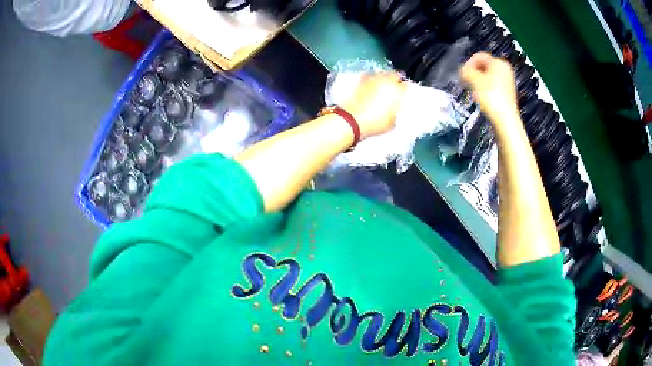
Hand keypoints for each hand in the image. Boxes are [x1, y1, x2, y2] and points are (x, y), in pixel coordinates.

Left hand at [342, 73, 406, 138]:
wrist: (351, 120)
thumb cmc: (374, 123)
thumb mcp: (391, 122)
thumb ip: (395, 112)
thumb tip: (394, 109)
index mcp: (397, 90)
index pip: (406, 85)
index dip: (404, 90)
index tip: (403, 95)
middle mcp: (385, 80)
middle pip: (394, 75)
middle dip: (394, 80)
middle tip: (393, 88)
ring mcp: (371, 78)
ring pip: (381, 74)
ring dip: (382, 79)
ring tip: (381, 87)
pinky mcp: (359, 80)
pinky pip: (368, 77)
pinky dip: (370, 81)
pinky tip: (369, 88)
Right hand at [460, 53, 520, 130]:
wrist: (504, 119)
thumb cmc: (491, 96)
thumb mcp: (474, 80)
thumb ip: (466, 71)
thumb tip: (463, 71)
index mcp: (498, 63)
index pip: (479, 56)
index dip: (468, 63)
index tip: (462, 74)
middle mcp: (505, 69)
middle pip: (483, 66)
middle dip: (473, 73)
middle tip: (466, 82)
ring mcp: (507, 81)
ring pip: (487, 76)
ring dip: (478, 81)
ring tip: (473, 91)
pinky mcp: (507, 92)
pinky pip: (492, 85)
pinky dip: (485, 88)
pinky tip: (481, 97)